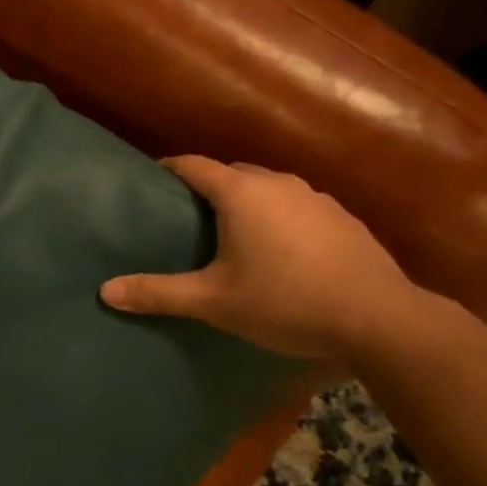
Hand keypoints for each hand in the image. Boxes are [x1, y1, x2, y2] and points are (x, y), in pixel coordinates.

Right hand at [100, 156, 423, 359]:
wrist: (382, 320)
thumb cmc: (286, 301)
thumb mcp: (214, 302)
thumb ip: (159, 293)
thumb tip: (104, 291)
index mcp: (241, 193)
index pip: (193, 165)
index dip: (169, 169)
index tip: (151, 181)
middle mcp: (277, 184)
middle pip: (232, 173)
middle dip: (208, 186)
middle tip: (187, 215)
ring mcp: (316, 198)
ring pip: (269, 188)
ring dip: (248, 201)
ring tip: (234, 232)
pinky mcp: (345, 219)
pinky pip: (298, 207)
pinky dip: (281, 217)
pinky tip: (284, 251)